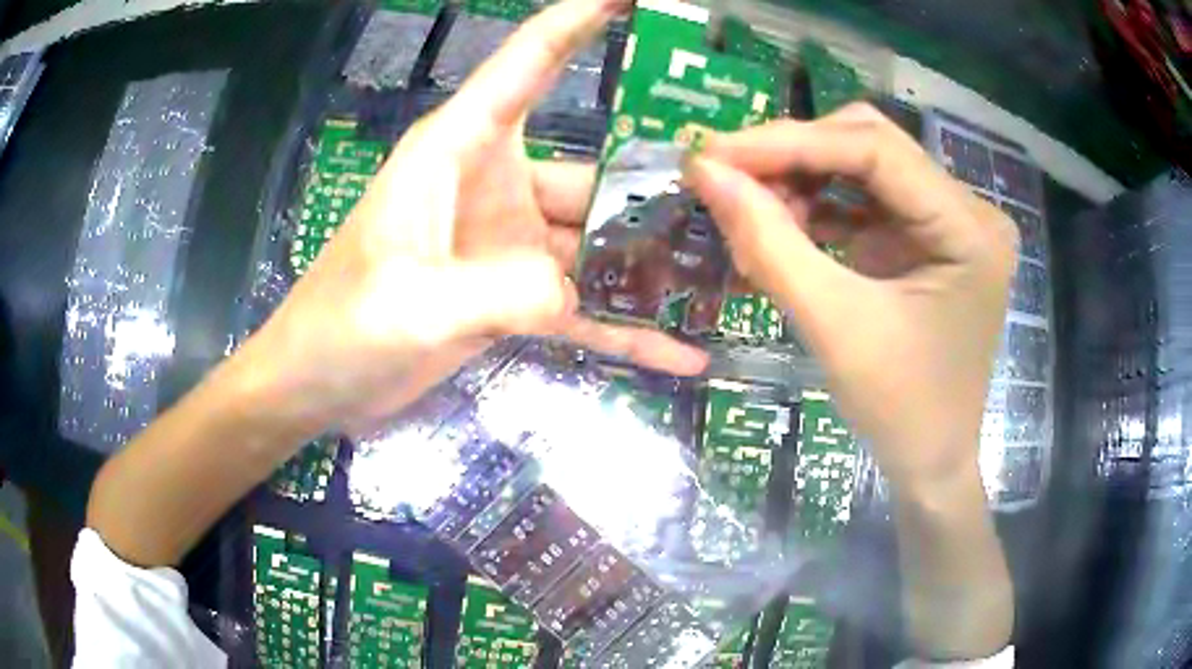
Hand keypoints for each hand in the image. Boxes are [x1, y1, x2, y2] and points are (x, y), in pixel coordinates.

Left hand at [242, 0, 705, 436]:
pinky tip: (679, 349)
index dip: (578, 22)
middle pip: (592, 174)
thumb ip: (496, 291)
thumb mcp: (409, 305)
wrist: (318, 384)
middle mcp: (494, 186)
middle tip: (732, 209)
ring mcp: (507, 246)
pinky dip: (625, 329)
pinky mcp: (512, 298)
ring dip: (649, 267)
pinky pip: (582, 308)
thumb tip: (573, 288)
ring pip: (595, 245)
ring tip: (722, 284)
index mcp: (459, 153)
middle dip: (655, 191)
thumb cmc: (340, 328)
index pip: (527, 66)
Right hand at [685, 103, 1017, 489]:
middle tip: (727, 175)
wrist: (931, 462)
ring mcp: (950, 220)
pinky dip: (819, 205)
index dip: (790, 141)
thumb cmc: (898, 411)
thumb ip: (770, 243)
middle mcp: (969, 210)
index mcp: (970, 229)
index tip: (714, 150)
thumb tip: (706, 172)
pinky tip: (784, 223)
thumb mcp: (834, 328)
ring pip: (864, 165)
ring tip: (751, 205)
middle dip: (795, 155)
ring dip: (803, 178)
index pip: (876, 150)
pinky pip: (867, 199)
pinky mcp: (929, 236)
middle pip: (871, 145)